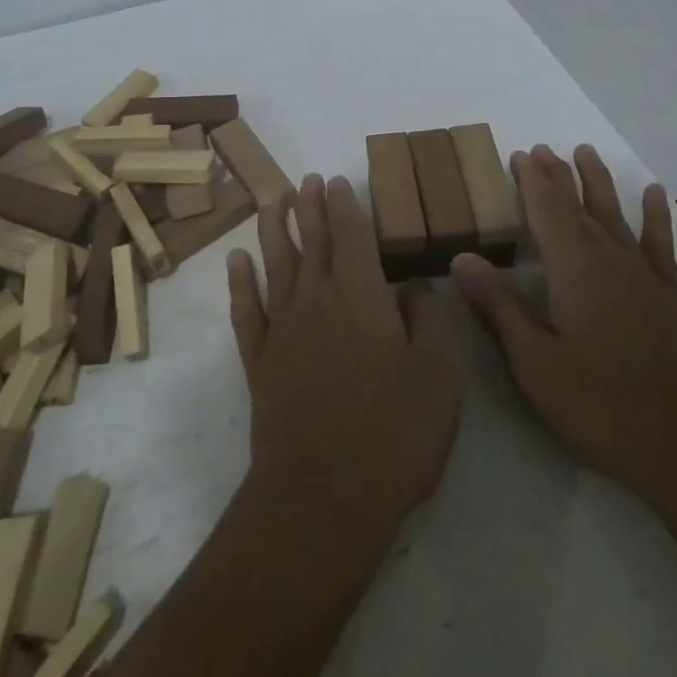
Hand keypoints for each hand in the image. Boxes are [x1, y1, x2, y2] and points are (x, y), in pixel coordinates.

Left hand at [226, 174, 463, 546]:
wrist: (324, 497)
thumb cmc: (394, 433)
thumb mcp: (438, 375)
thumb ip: (428, 321)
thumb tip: (414, 288)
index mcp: (361, 296)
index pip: (351, 235)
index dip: (345, 205)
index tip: (337, 180)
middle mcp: (317, 300)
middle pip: (311, 241)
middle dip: (310, 206)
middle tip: (307, 179)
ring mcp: (283, 331)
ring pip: (276, 265)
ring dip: (273, 230)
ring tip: (271, 200)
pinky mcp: (260, 363)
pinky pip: (246, 310)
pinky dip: (241, 282)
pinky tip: (238, 261)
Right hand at [453, 145, 676, 505]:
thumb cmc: (602, 406)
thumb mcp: (535, 363)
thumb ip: (500, 307)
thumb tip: (462, 257)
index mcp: (573, 271)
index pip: (546, 212)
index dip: (531, 182)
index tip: (518, 154)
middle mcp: (609, 260)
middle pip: (579, 206)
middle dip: (557, 176)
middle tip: (542, 148)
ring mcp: (644, 276)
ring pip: (615, 215)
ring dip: (598, 182)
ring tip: (586, 151)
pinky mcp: (671, 296)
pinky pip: (659, 243)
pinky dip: (655, 216)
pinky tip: (654, 194)